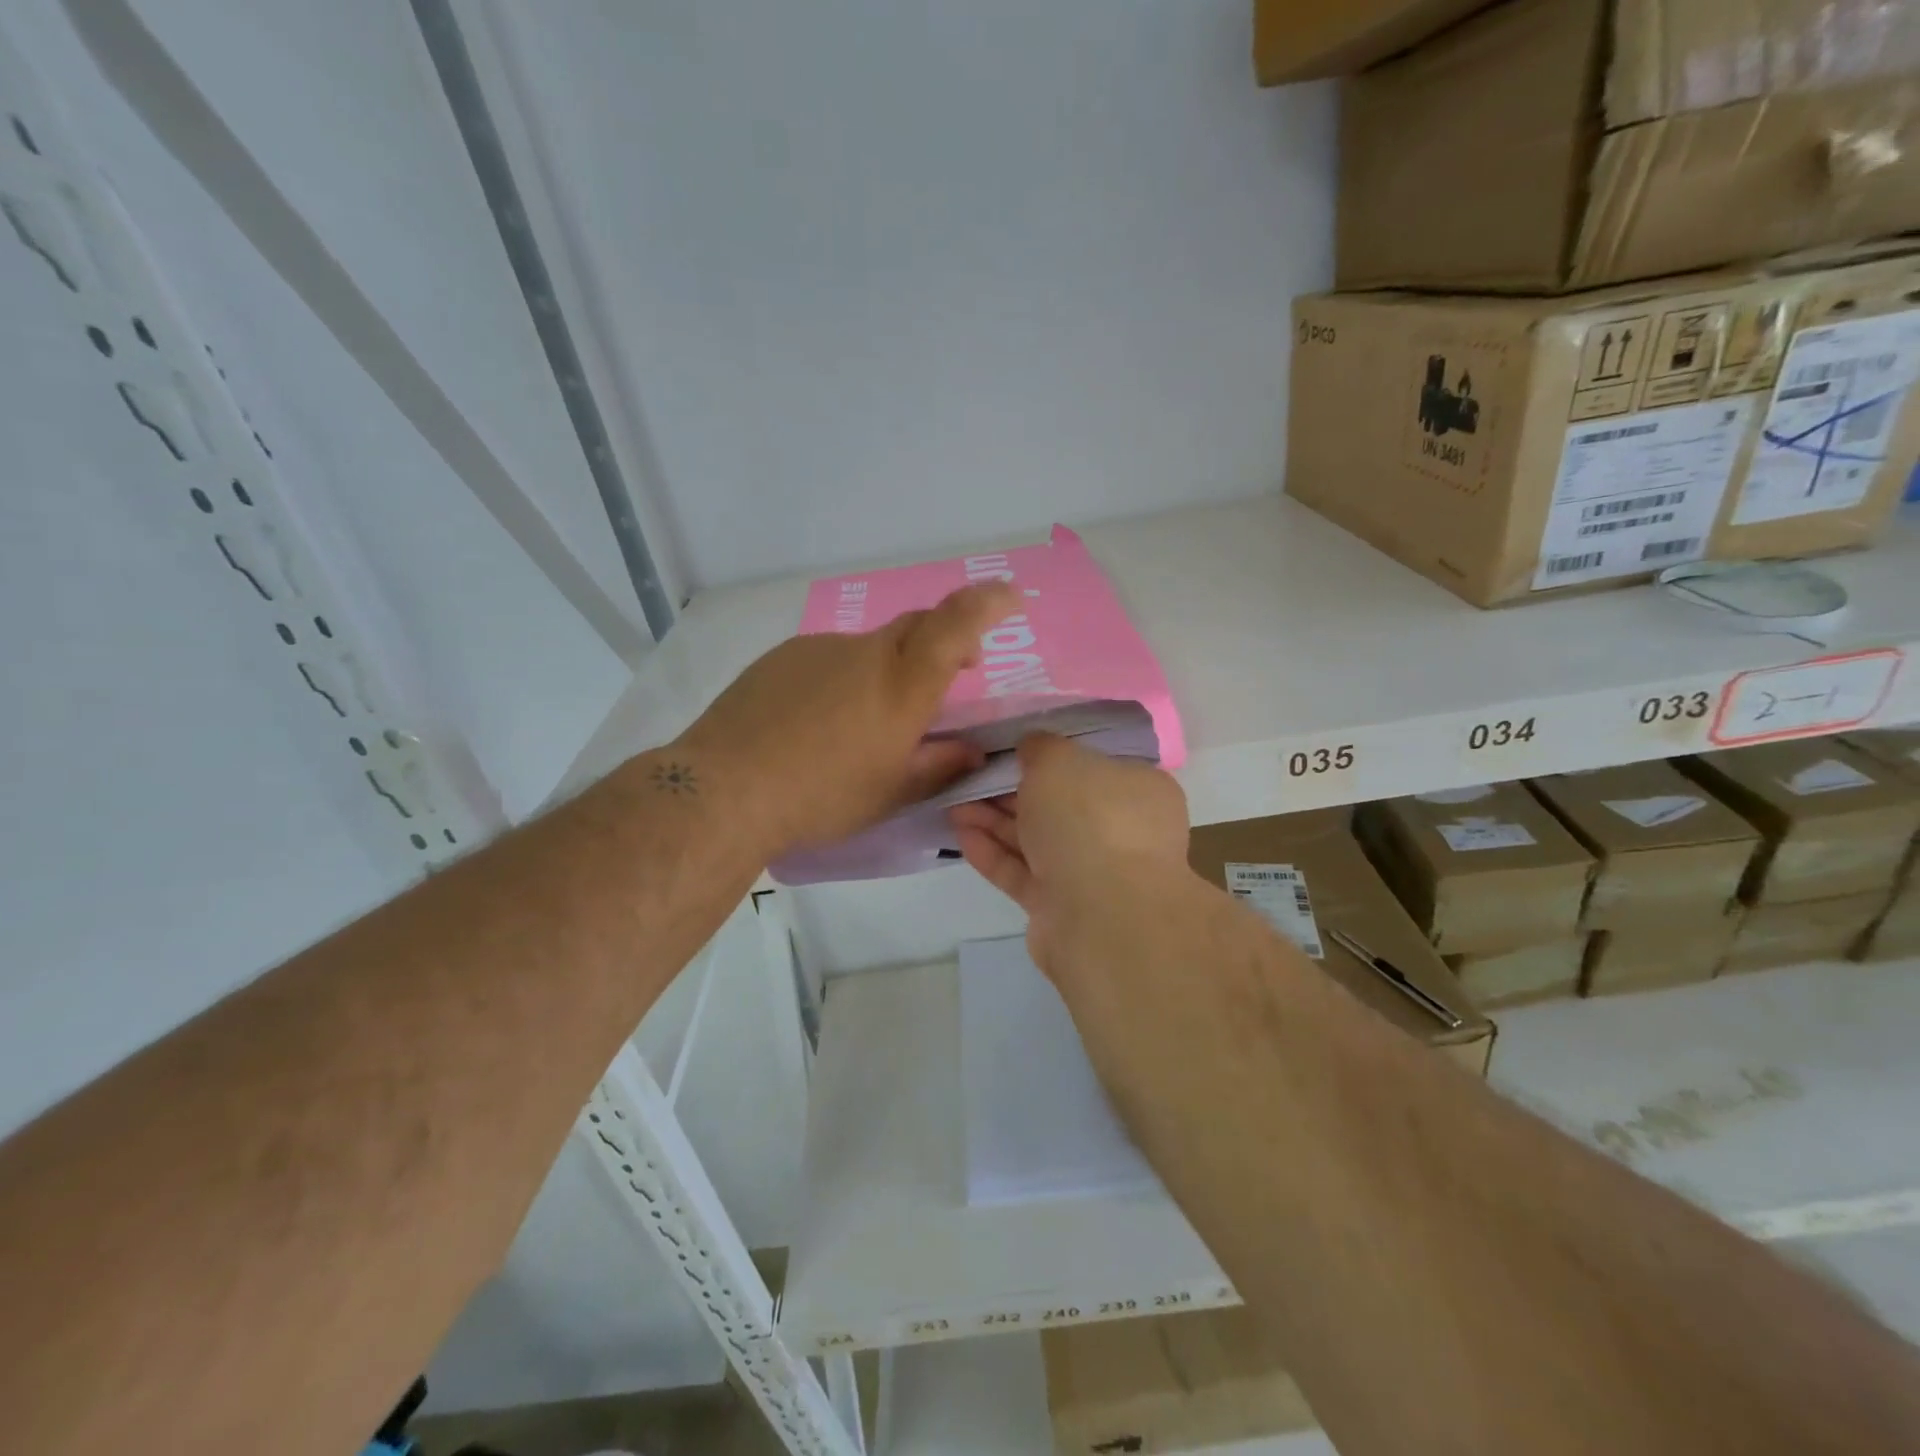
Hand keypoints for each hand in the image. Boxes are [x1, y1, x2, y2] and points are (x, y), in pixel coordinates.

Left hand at [675, 582, 1019, 855]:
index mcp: (903, 685)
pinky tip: (817, 722)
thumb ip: (938, 767)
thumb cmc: (822, 796)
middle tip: (951, 675)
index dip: (988, 602)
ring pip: (869, 650)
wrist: (726, 788)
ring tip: (863, 725)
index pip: (956, 622)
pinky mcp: (782, 657)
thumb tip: (971, 751)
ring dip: (884, 673)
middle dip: (944, 641)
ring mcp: (820, 649)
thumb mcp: (890, 793)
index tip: (1010, 597)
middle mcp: (866, 653)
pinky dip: (842, 681)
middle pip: (917, 626)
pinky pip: (828, 659)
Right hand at [950, 733, 1189, 979]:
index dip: (1050, 755)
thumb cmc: (1089, 819)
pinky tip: (960, 834)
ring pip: (1036, 839)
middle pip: (1058, 803)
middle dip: (1011, 790)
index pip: (1092, 765)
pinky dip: (993, 852)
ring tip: (952, 804)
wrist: (1100, 916)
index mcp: (1137, 790)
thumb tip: (1032, 747)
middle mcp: (1120, 831)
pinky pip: (1023, 872)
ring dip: (993, 820)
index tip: (1010, 749)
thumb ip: (1041, 747)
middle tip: (970, 777)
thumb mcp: (1059, 760)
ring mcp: (1091, 872)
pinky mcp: (1060, 907)